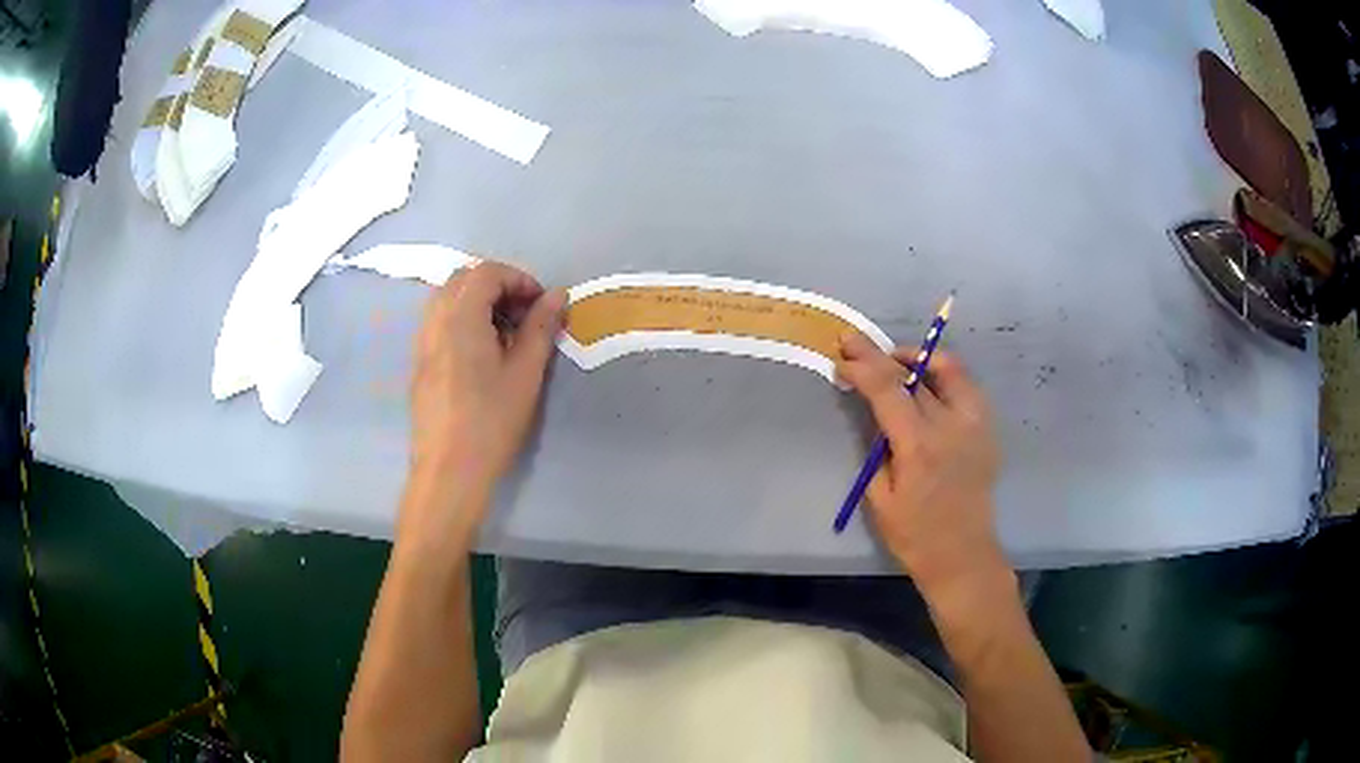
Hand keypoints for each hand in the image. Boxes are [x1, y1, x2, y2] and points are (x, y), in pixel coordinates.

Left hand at [403, 261, 565, 543]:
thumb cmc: (492, 422)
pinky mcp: (419, 364)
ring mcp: (422, 343)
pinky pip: (438, 323)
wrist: (449, 471)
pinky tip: (482, 354)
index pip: (487, 273)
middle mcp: (435, 322)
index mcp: (460, 318)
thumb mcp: (525, 373)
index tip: (542, 305)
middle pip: (462, 279)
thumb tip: (557, 295)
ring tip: (504, 334)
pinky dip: (462, 320)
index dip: (519, 279)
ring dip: (477, 302)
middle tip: (524, 314)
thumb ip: (540, 328)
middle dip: (497, 285)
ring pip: (446, 299)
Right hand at [838, 333, 1008, 596]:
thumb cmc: (914, 535)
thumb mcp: (879, 497)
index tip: (842, 356)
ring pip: (950, 369)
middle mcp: (952, 425)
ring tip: (896, 362)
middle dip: (881, 355)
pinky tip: (927, 387)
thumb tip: (874, 413)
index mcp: (919, 445)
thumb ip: (877, 448)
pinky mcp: (987, 430)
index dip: (862, 366)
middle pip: (915, 372)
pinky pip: (966, 388)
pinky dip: (944, 376)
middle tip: (857, 343)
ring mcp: (976, 424)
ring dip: (919, 358)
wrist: (963, 555)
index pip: (888, 389)